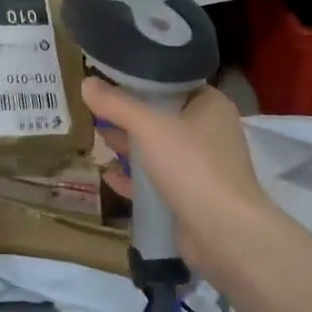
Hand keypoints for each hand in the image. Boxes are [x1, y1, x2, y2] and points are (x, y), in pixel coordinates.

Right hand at [84, 79, 290, 276]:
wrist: (224, 233)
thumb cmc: (191, 166)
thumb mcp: (148, 127)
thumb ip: (116, 104)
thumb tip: (86, 82)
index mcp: (210, 105)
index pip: (172, 82)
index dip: (140, 80)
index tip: (108, 79)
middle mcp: (209, 132)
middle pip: (162, 116)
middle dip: (129, 116)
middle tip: (95, 110)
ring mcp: (202, 167)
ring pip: (158, 149)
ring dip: (129, 146)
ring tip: (97, 138)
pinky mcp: (191, 196)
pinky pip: (157, 180)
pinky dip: (134, 177)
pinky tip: (108, 175)